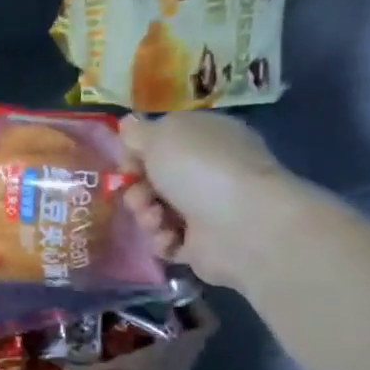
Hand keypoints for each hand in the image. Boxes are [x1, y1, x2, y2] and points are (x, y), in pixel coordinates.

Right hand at [119, 111, 293, 287]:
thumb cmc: (200, 169)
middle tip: (140, 196)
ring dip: (145, 216)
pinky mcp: (203, 244)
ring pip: (155, 211)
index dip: (137, 154)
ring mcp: (207, 209)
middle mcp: (208, 171)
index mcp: (205, 137)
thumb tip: (128, 125)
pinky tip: (170, 237)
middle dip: (137, 190)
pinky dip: (162, 240)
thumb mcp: (162, 135)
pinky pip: (167, 241)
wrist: (242, 224)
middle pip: (154, 180)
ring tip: (155, 219)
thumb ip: (138, 132)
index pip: (162, 143)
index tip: (127, 165)